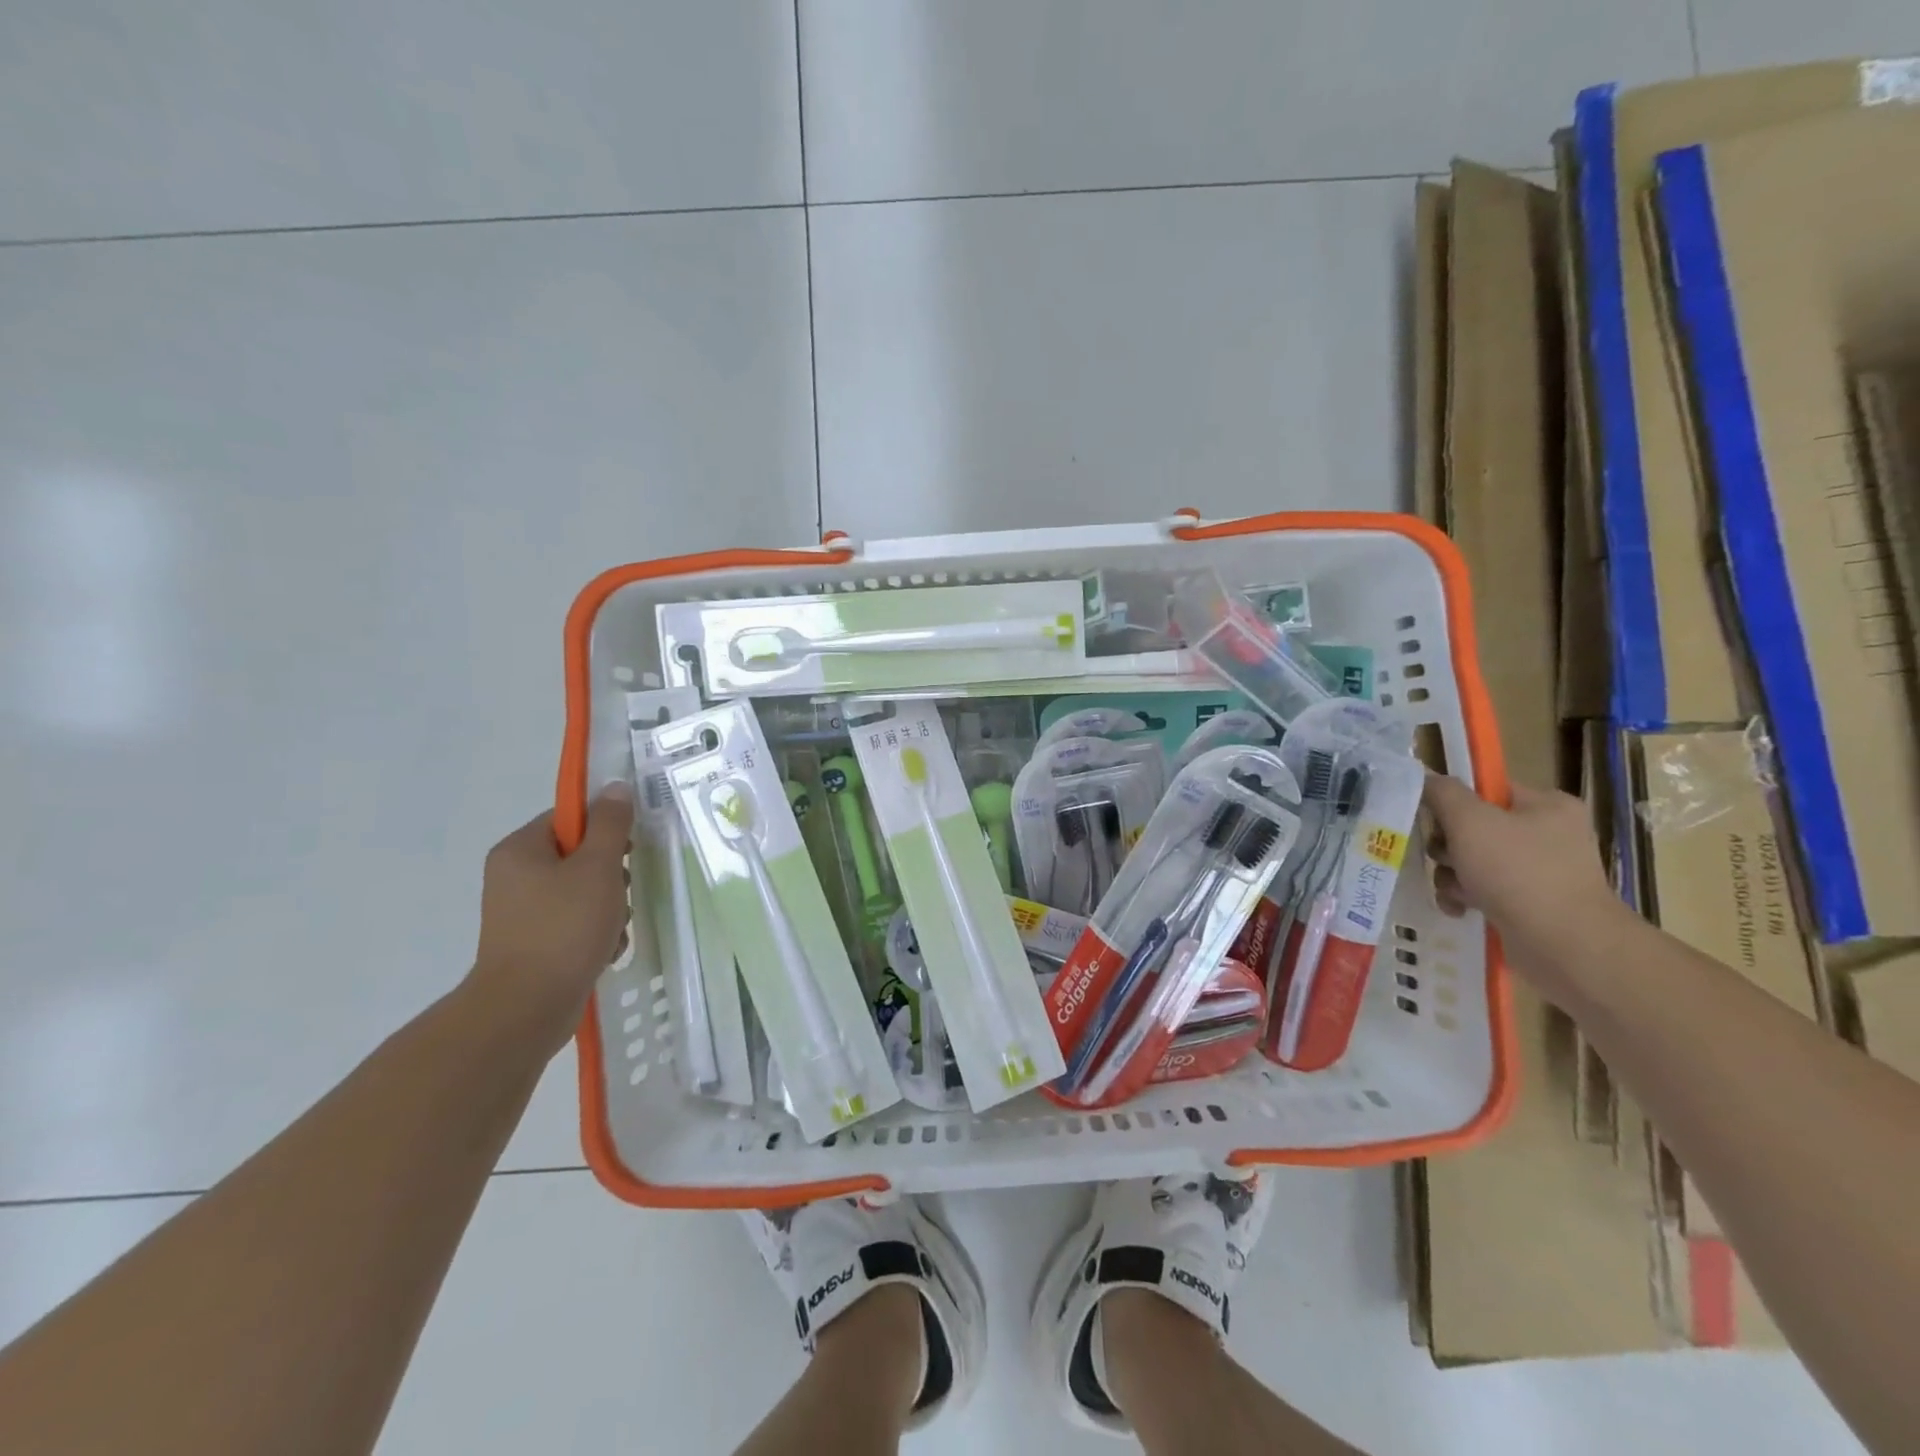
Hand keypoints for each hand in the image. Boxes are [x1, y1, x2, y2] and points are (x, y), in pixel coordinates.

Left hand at [467, 785, 633, 1053]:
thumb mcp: (598, 867)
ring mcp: (521, 913)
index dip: (604, 830)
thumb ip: (611, 825)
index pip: (569, 819)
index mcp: (520, 850)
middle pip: (579, 856)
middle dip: (611, 876)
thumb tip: (616, 787)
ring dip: (609, 908)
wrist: (527, 1008)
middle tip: (620, 894)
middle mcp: (513, 876)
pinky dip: (595, 933)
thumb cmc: (563, 927)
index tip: (627, 851)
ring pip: (582, 892)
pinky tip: (605, 950)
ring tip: (613, 930)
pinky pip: (574, 923)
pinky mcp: (532, 943)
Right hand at [1422, 774, 1625, 987]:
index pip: (1485, 790)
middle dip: (1448, 847)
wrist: (1565, 945)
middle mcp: (1549, 834)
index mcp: (1546, 805)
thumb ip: (1442, 793)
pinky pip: (1483, 890)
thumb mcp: (1470, 821)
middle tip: (1444, 858)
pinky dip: (1465, 898)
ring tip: (1455, 891)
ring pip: (1473, 861)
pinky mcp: (1531, 904)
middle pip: (1474, 827)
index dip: (1453, 804)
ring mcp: (1542, 871)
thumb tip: (1426, 778)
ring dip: (1452, 875)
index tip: (1433, 821)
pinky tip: (1459, 909)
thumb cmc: (1518, 872)